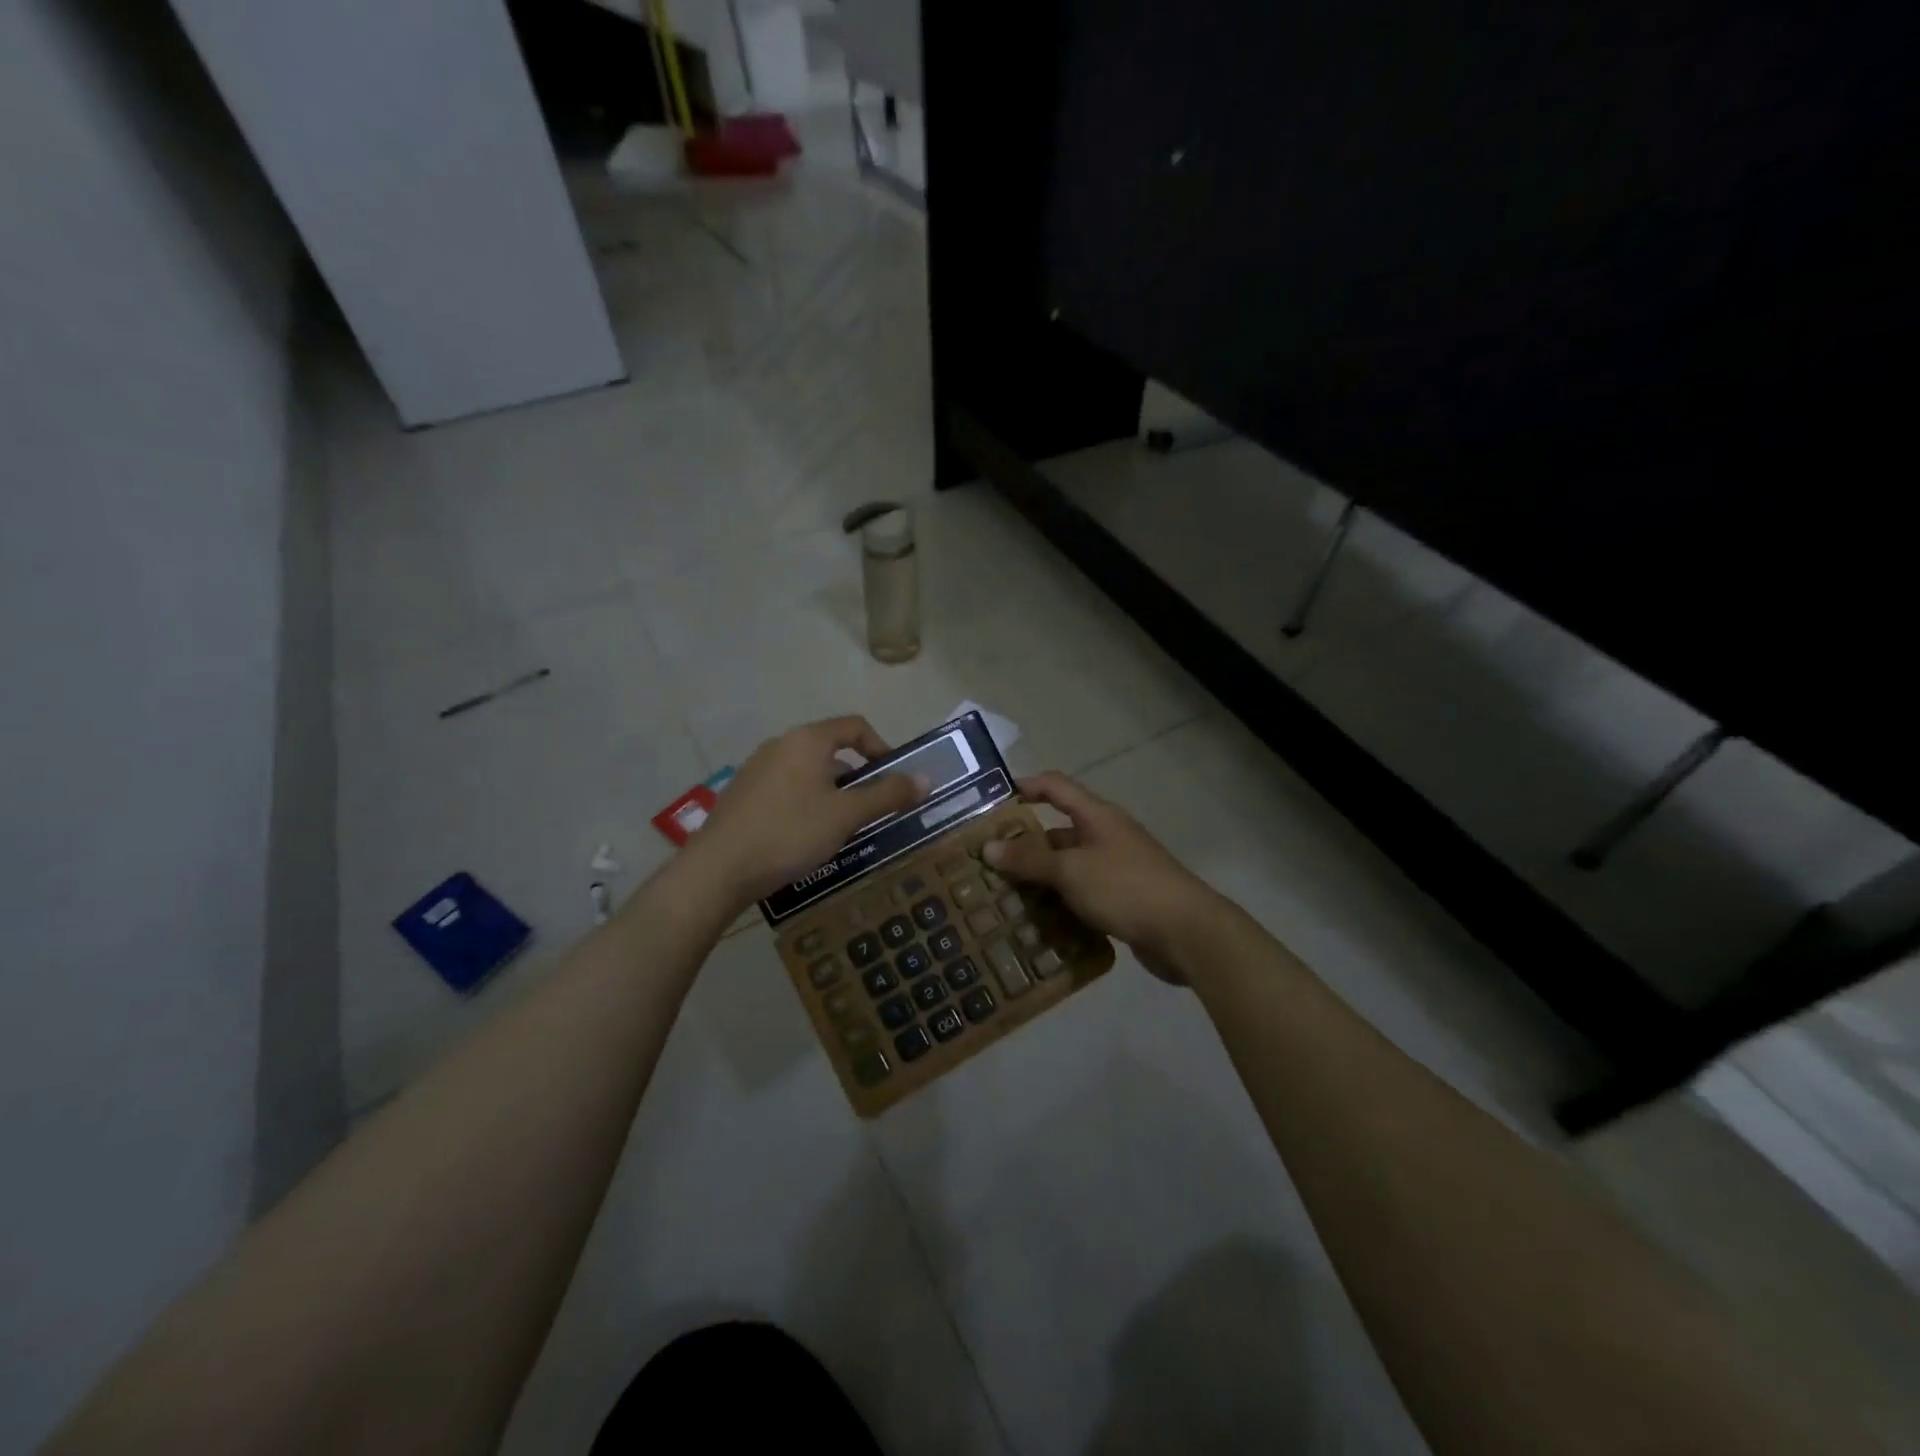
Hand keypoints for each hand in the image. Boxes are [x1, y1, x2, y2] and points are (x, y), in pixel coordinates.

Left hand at [690, 716, 929, 905]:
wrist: (719, 869)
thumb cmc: (790, 833)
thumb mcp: (846, 815)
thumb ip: (887, 794)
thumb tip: (926, 779)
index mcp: (807, 740)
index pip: (855, 726)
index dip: (882, 748)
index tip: (895, 780)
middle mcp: (780, 745)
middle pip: (831, 750)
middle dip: (858, 777)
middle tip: (872, 810)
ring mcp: (757, 769)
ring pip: (808, 772)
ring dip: (833, 793)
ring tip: (842, 828)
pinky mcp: (743, 794)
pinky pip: (786, 789)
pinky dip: (806, 803)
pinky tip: (805, 837)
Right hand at [985, 772, 1222, 983]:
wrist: (1187, 933)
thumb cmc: (1125, 887)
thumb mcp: (1071, 871)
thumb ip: (1029, 860)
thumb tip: (988, 848)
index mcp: (1096, 817)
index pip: (1056, 787)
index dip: (1026, 787)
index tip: (993, 802)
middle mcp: (1106, 836)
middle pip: (1058, 832)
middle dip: (1024, 846)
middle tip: (987, 864)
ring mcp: (1116, 869)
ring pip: (1068, 868)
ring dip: (1040, 881)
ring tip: (1003, 898)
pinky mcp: (1122, 900)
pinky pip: (1082, 895)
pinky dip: (1060, 905)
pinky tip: (1037, 924)